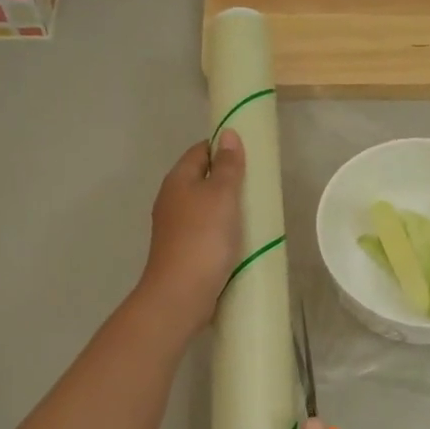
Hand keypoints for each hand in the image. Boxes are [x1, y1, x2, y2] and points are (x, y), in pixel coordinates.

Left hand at [137, 131, 245, 336]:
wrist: (181, 294)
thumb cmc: (203, 238)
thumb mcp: (221, 195)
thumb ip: (227, 166)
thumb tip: (228, 134)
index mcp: (177, 181)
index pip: (199, 151)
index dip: (222, 147)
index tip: (249, 153)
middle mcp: (171, 201)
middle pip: (201, 179)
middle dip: (226, 179)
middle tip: (258, 184)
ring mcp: (175, 228)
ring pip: (203, 207)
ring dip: (225, 207)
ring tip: (255, 211)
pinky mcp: (183, 252)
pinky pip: (205, 231)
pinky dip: (222, 230)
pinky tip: (239, 239)